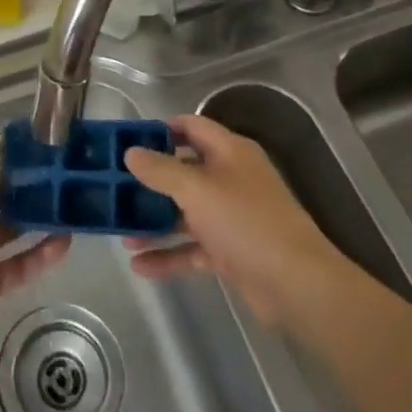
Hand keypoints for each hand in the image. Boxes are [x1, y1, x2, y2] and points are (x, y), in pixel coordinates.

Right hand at [124, 113, 350, 326]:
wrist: (297, 284)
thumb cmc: (245, 221)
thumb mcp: (196, 189)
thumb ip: (160, 169)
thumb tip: (131, 152)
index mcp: (230, 152)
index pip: (191, 126)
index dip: (160, 129)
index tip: (126, 140)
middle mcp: (231, 179)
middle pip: (184, 171)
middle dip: (150, 181)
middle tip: (115, 187)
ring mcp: (231, 217)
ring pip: (185, 213)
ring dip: (154, 222)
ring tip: (120, 232)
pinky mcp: (231, 252)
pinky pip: (192, 248)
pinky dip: (168, 255)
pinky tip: (138, 266)